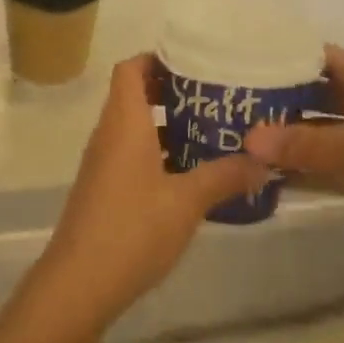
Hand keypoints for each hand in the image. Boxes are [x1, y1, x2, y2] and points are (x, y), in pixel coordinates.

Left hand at [38, 55, 270, 334]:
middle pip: (134, 95)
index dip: (157, 59)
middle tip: (214, 98)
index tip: (194, 63)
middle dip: (171, 92)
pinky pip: (132, 155)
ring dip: (167, 126)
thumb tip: (264, 160)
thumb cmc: (132, 229)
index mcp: (123, 122)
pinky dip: (158, 154)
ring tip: (212, 132)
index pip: (130, 68)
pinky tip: (191, 175)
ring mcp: (103, 163)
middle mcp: (108, 134)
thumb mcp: (187, 202)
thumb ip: (225, 176)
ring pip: (134, 128)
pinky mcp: (104, 189)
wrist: (79, 283)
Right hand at [244, 45, 343, 264]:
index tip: (230, 65)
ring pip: (323, 132)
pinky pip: (339, 165)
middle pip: (312, 94)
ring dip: (290, 140)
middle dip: (273, 103)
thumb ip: (305, 145)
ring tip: (239, 147)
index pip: (309, 55)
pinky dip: (312, 170)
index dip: (273, 56)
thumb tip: (246, 140)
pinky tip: (280, 182)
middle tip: (223, 112)